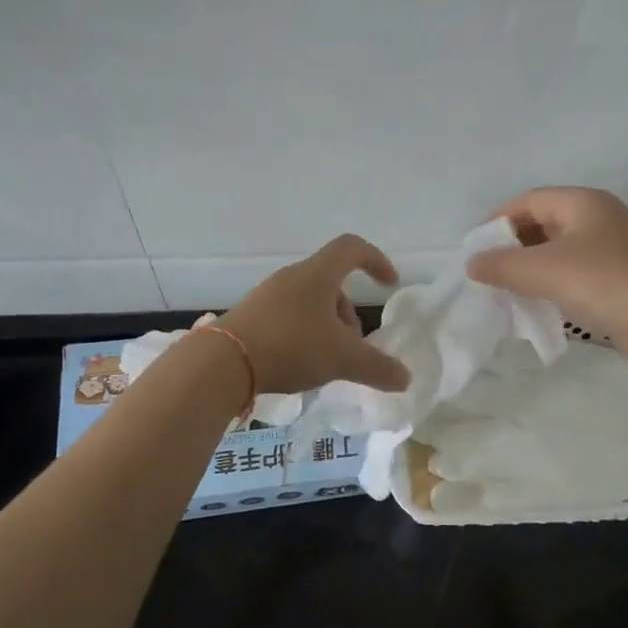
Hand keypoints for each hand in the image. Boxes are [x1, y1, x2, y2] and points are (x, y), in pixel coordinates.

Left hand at [218, 234, 411, 394]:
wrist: (222, 363)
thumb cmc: (291, 347)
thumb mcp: (342, 359)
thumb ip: (377, 368)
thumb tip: (405, 378)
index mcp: (318, 275)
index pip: (352, 248)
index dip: (376, 260)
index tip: (389, 284)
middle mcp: (292, 277)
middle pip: (332, 284)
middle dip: (349, 315)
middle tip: (352, 348)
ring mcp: (268, 295)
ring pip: (310, 302)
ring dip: (327, 327)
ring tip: (326, 362)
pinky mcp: (251, 315)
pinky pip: (289, 316)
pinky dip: (304, 334)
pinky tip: (300, 365)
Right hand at [466, 187, 627, 368]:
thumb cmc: (601, 283)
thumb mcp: (542, 271)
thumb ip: (502, 265)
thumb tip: (473, 263)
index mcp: (584, 202)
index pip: (529, 200)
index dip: (498, 220)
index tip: (476, 248)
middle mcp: (601, 217)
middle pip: (545, 222)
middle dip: (514, 245)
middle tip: (491, 271)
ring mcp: (616, 248)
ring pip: (561, 250)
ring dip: (532, 267)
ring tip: (510, 290)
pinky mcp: (623, 277)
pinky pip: (577, 272)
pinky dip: (554, 283)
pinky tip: (542, 304)